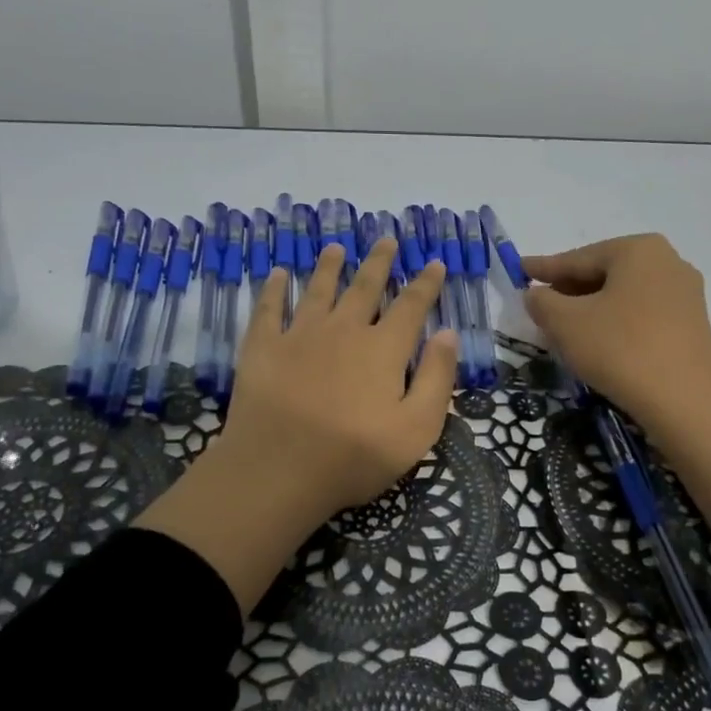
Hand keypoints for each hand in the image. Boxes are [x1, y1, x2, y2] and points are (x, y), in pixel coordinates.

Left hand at [137, 236, 457, 610]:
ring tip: (336, 248)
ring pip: (319, 289)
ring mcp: (299, 335)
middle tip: (386, 239)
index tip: (434, 262)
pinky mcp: (263, 348)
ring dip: (329, 266)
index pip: (411, 305)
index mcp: (383, 349)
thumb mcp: (416, 429)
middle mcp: (344, 330)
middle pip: (365, 286)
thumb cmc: (353, 456)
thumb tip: (447, 333)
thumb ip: (436, 378)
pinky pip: (269, 308)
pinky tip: (278, 274)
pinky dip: (274, 288)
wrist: (277, 471)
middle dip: (379, 262)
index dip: (426, 283)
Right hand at [523, 233, 710, 553]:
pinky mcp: (692, 325)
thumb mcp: (565, 323)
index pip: (577, 258)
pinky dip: (616, 323)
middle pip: (603, 274)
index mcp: (637, 249)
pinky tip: (599, 343)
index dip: (544, 268)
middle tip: (540, 306)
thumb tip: (536, 294)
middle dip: (569, 290)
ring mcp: (685, 293)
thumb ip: (542, 302)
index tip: (520, 269)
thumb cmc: (620, 349)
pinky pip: (642, 315)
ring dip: (592, 309)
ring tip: (564, 328)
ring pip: (623, 296)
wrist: (686, 402)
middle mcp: (667, 261)